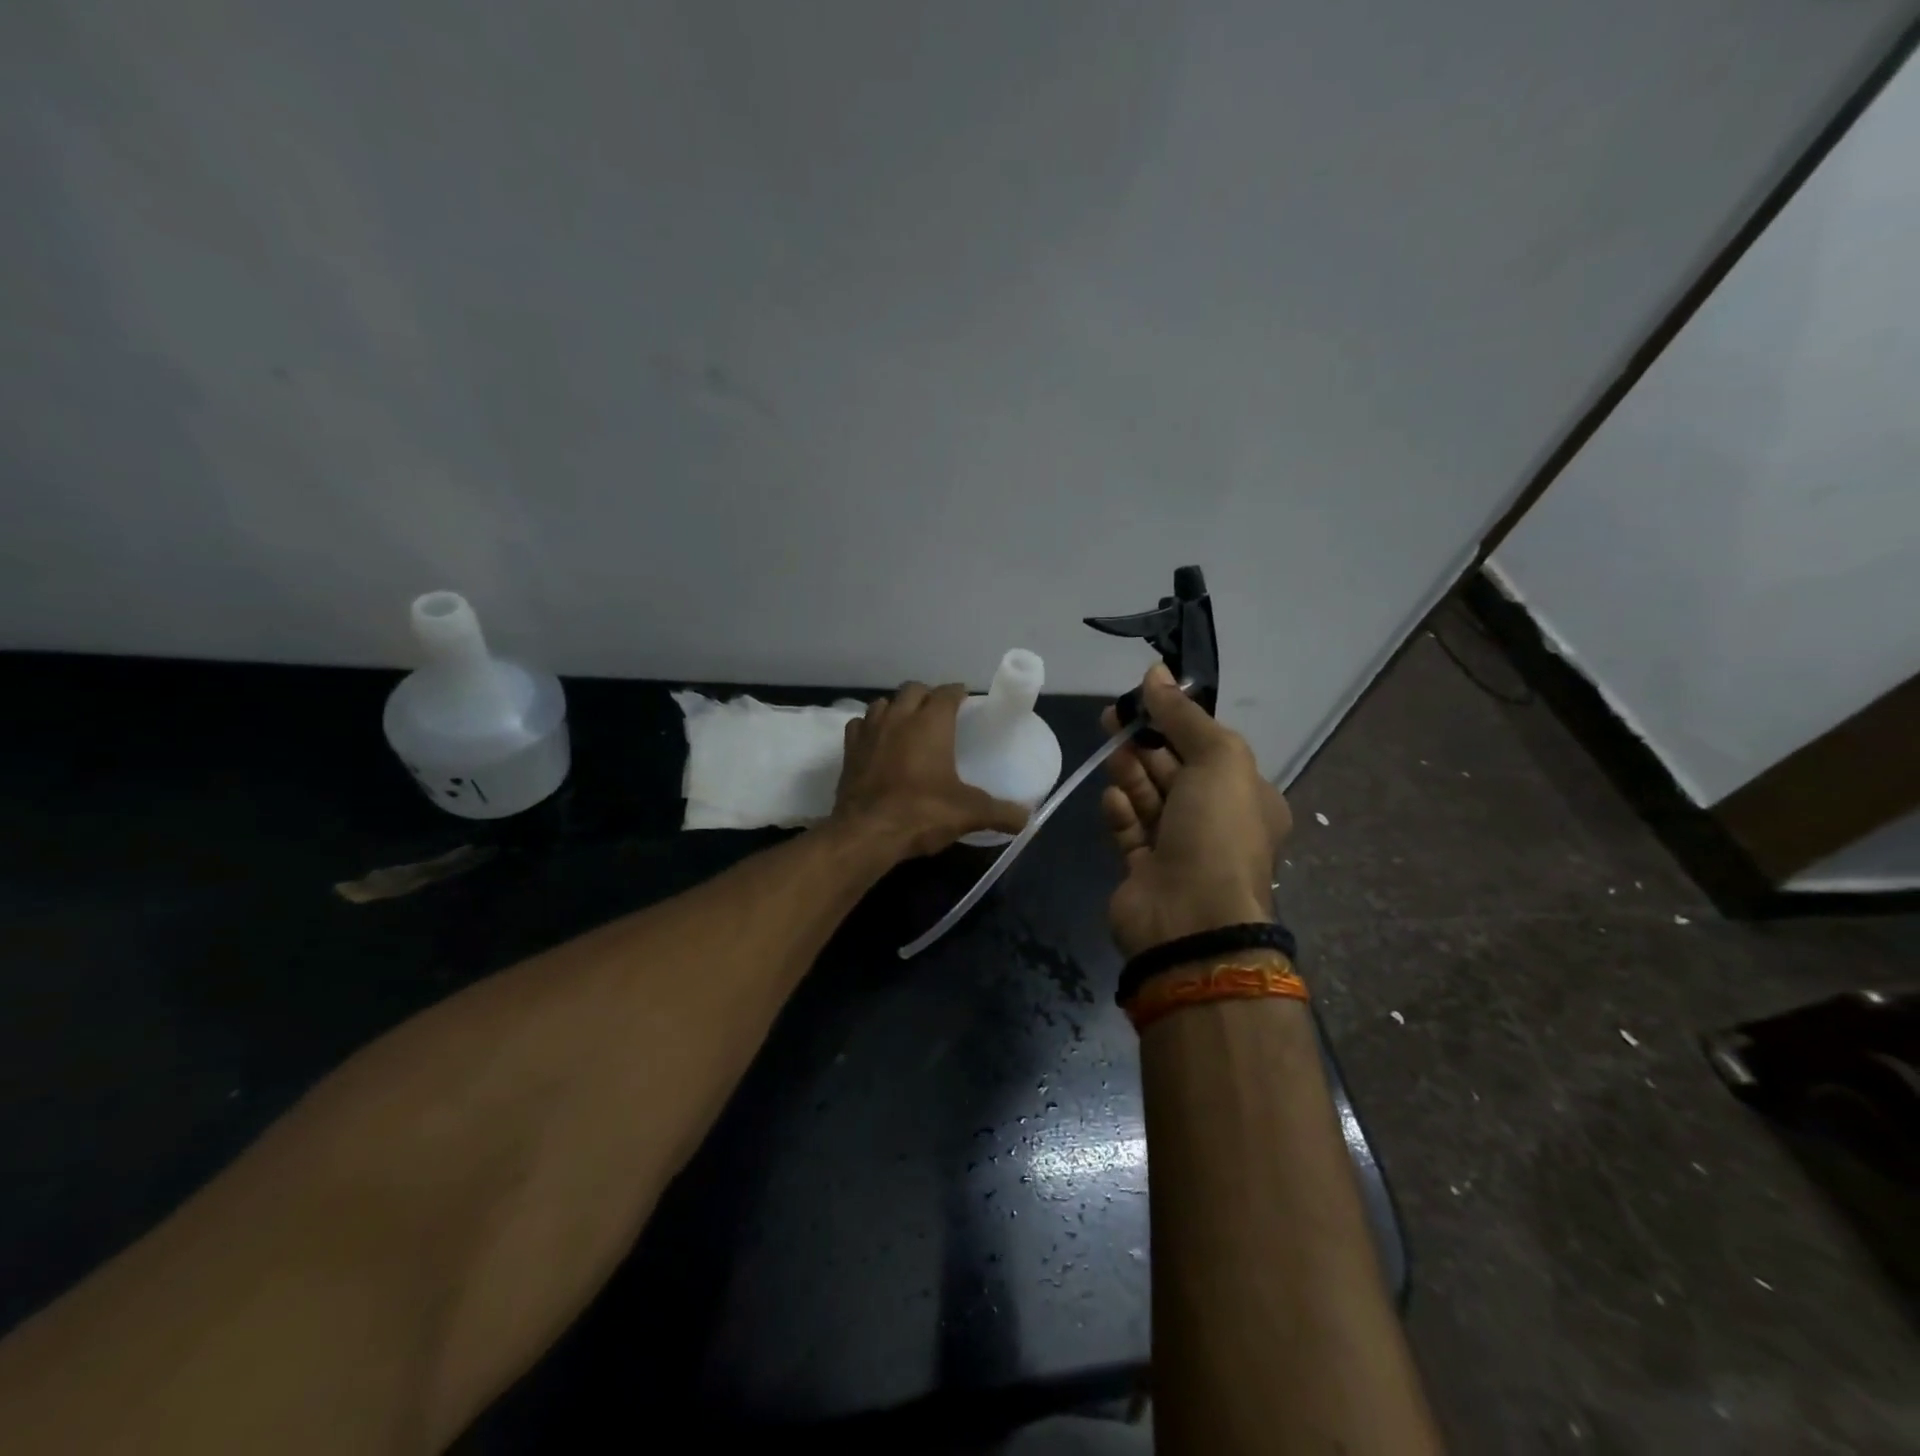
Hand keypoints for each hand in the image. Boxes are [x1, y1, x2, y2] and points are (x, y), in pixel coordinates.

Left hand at [832, 682, 1030, 860]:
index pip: (946, 692)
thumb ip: (1001, 812)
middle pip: (913, 689)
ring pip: (883, 703)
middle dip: (927, 695)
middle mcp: (899, 718)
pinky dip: (869, 727)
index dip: (957, 693)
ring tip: (908, 723)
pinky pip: (859, 725)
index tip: (965, 700)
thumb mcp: (969, 813)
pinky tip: (877, 741)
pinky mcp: (849, 750)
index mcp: (931, 723)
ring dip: (897, 707)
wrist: (867, 833)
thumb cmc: (922, 813)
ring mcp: (870, 731)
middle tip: (939, 713)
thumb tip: (1029, 819)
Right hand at [1100, 664, 1292, 957]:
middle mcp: (1216, 823)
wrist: (1191, 920)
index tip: (1144, 697)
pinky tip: (1113, 800)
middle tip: (1111, 716)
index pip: (1208, 747)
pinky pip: (1130, 831)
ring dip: (1130, 773)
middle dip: (1144, 742)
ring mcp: (1179, 849)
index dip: (1176, 720)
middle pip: (1175, 770)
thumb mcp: (1217, 759)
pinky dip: (1121, 812)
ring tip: (1110, 751)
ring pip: (1149, 798)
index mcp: (1247, 797)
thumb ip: (1183, 715)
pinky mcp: (1144, 870)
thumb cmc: (1216, 832)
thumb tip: (1156, 672)